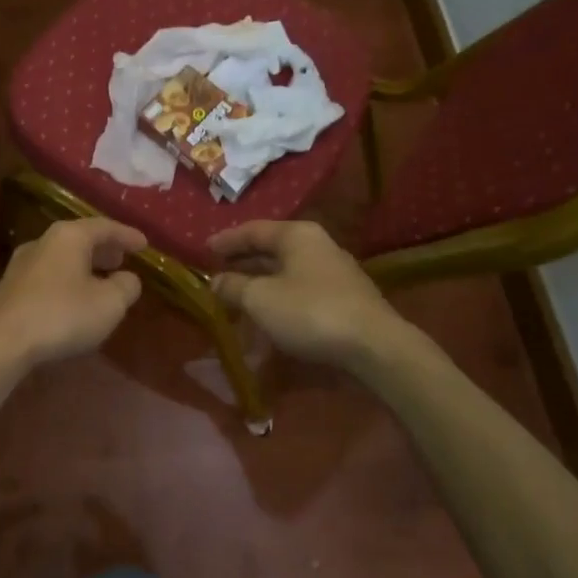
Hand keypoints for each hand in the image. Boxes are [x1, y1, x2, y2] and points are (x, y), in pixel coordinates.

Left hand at [0, 219, 145, 370]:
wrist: (1, 342)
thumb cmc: (62, 315)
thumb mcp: (109, 304)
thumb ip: (126, 287)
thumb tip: (128, 278)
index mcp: (69, 236)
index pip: (105, 227)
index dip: (127, 235)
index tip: (144, 244)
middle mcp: (43, 242)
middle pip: (80, 239)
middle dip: (104, 249)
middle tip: (123, 259)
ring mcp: (22, 264)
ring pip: (63, 257)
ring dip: (85, 266)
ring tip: (102, 280)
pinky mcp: (10, 288)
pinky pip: (49, 275)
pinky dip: (68, 279)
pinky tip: (74, 298)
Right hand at [209, 221, 400, 368]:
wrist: (374, 347)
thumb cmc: (310, 312)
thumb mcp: (260, 299)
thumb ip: (233, 287)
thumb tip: (215, 281)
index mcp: (297, 235)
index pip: (253, 230)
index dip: (226, 240)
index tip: (203, 250)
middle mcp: (317, 247)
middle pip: (271, 251)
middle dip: (243, 264)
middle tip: (216, 274)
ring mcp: (334, 274)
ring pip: (286, 274)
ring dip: (260, 285)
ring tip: (237, 299)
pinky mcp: (344, 301)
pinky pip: (301, 294)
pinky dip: (280, 301)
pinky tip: (268, 318)